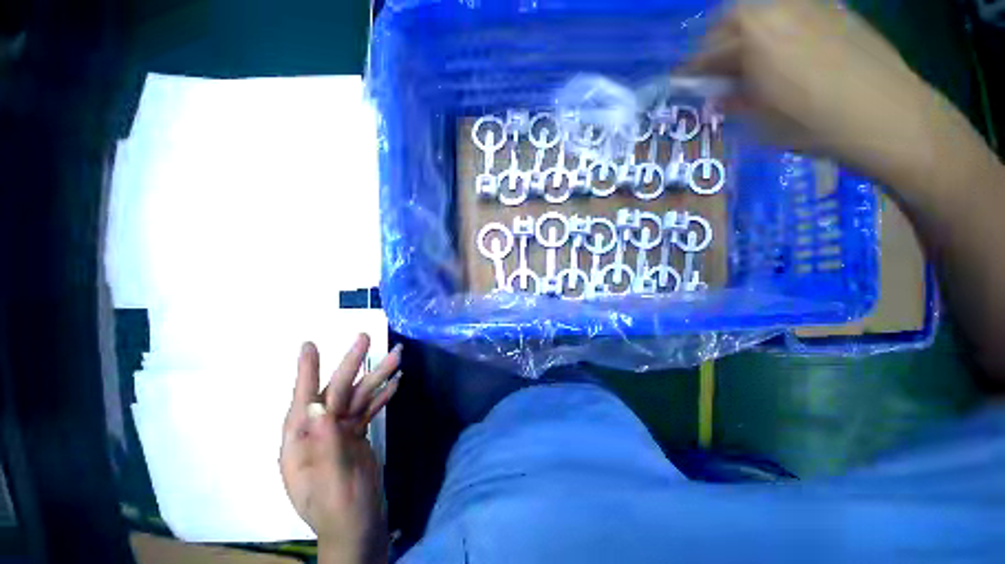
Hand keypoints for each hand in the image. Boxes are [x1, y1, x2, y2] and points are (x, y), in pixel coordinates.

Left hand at [280, 335, 401, 563]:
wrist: (360, 529)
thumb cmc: (341, 511)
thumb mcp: (331, 480)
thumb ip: (324, 442)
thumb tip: (318, 404)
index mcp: (301, 443)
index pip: (303, 400)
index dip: (306, 371)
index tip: (309, 345)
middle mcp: (318, 432)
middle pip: (337, 392)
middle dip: (352, 365)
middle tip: (365, 338)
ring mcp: (339, 433)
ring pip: (358, 398)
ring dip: (377, 377)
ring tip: (397, 356)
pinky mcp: (355, 436)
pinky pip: (369, 410)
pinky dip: (382, 395)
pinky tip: (396, 382)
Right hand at [687, 0, 951, 184]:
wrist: (888, 115)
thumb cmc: (814, 123)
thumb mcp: (760, 121)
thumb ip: (734, 100)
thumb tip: (718, 94)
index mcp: (751, 36)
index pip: (707, 52)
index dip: (692, 70)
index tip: (683, 82)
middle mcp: (776, 8)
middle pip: (731, 20)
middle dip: (717, 45)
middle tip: (715, 70)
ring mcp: (809, 4)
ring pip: (762, 11)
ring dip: (746, 33)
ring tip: (749, 60)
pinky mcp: (835, 9)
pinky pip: (791, 12)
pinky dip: (776, 28)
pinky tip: (784, 51)